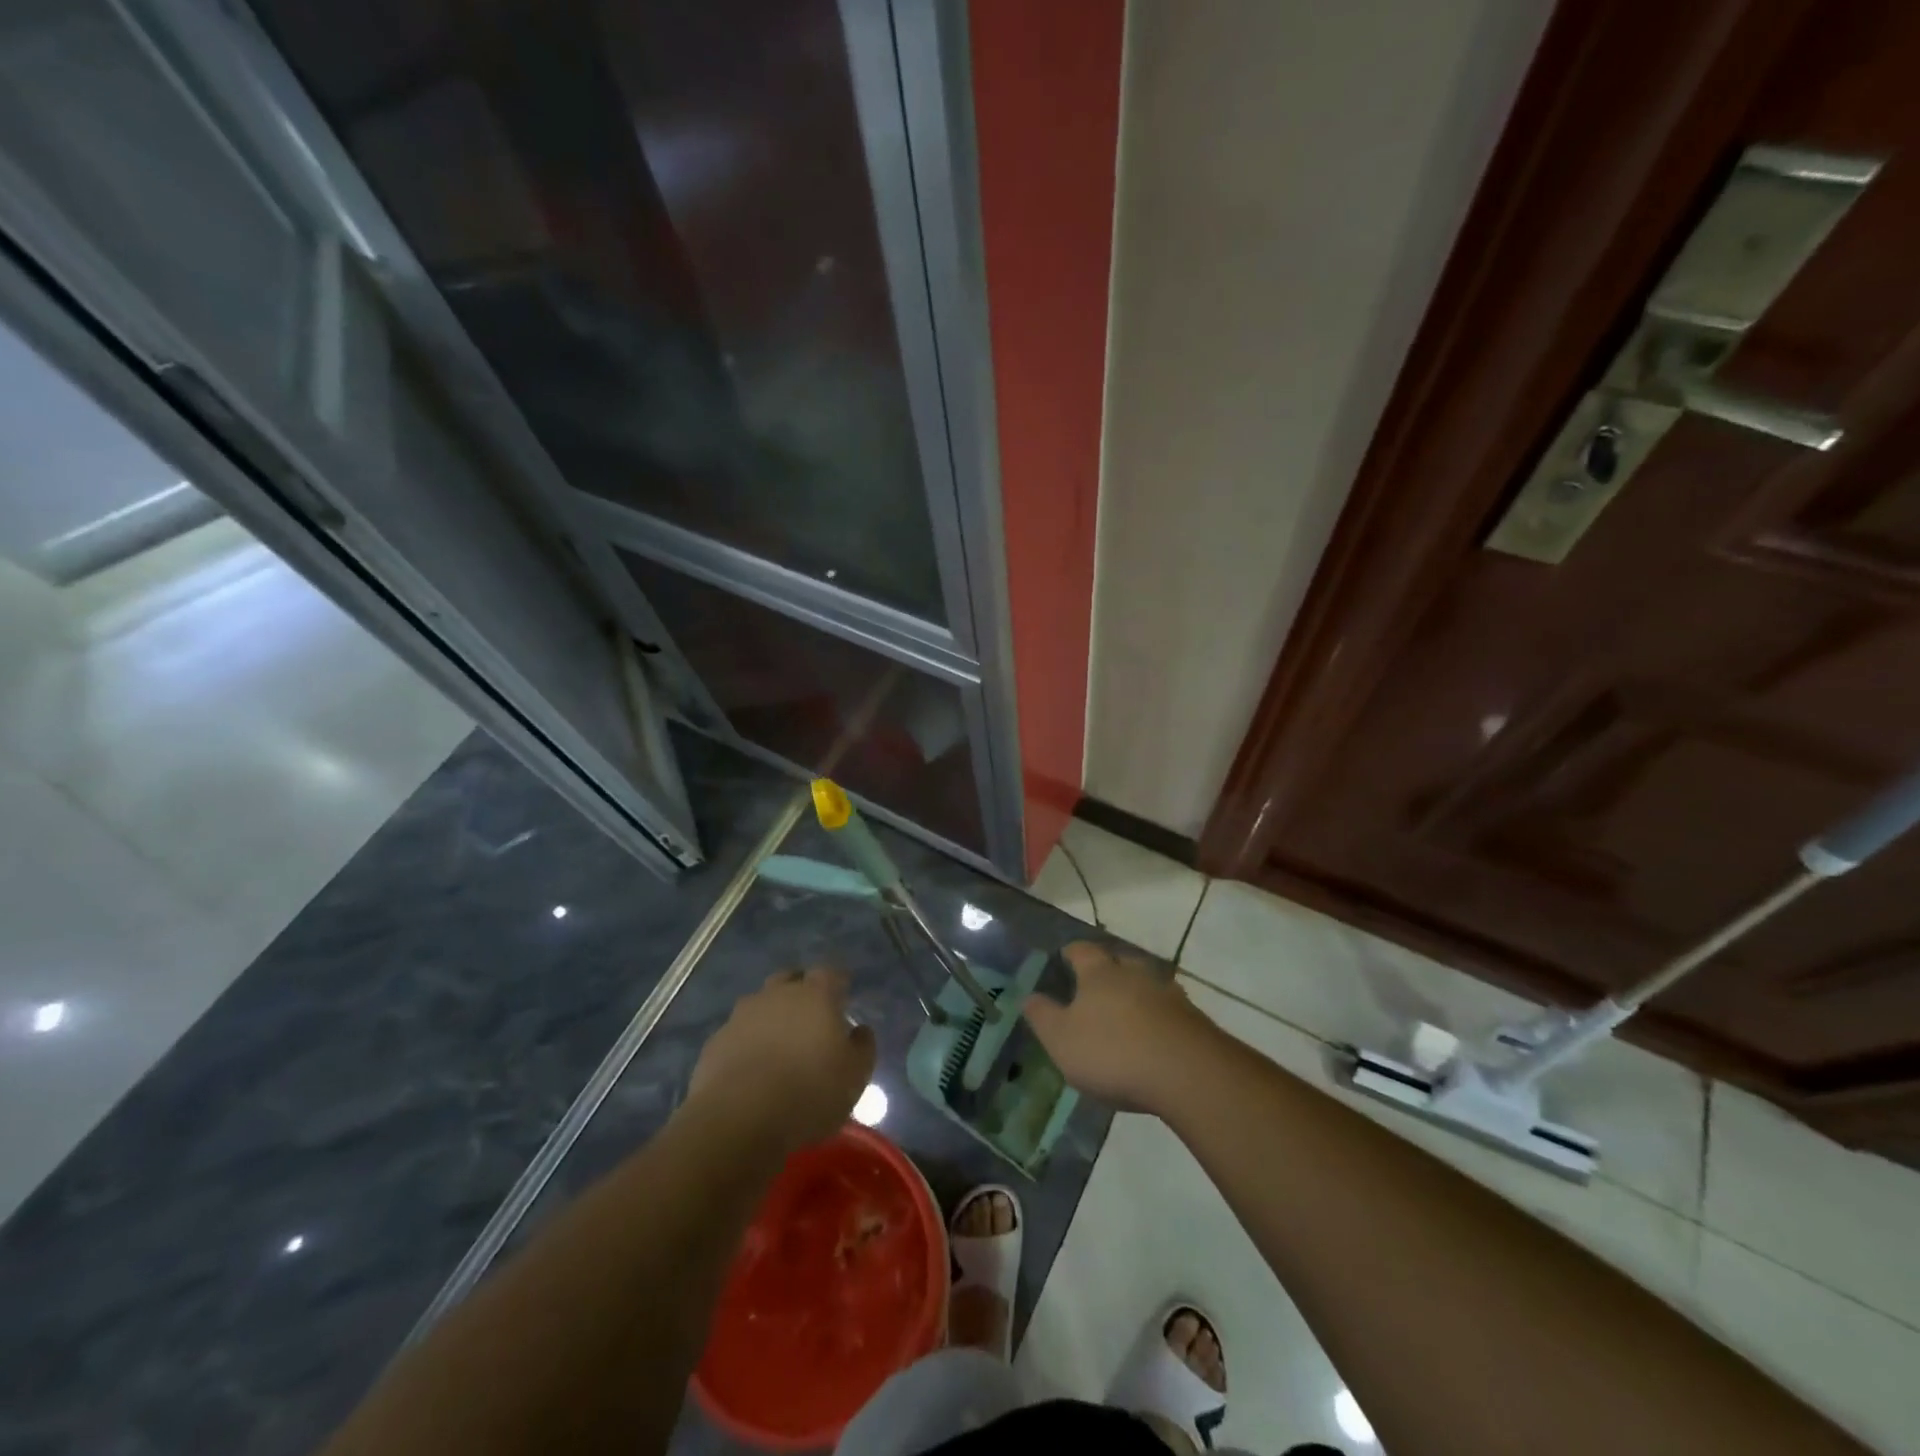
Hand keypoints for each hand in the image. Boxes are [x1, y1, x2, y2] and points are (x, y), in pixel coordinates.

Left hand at [687, 969, 876, 1153]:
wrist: (739, 1118)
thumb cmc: (809, 1092)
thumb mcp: (855, 1075)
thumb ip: (863, 1046)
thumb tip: (860, 1030)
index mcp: (816, 995)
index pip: (830, 973)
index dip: (838, 982)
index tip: (843, 994)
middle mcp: (778, 995)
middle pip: (790, 979)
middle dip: (800, 990)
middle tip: (810, 1014)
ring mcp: (742, 1016)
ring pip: (760, 1004)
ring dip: (771, 1016)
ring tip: (779, 1043)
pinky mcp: (716, 1042)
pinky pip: (737, 1033)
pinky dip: (747, 1042)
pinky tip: (751, 1068)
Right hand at [1022, 941, 1219, 1111]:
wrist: (1188, 1073)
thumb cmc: (1113, 1052)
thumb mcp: (1062, 1039)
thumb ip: (1043, 1016)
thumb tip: (1029, 996)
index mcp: (1099, 973)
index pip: (1082, 950)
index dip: (1071, 953)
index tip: (1065, 957)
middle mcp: (1135, 973)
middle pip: (1120, 960)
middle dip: (1108, 969)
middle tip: (1096, 985)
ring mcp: (1168, 993)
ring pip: (1147, 983)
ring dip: (1137, 992)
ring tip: (1127, 1010)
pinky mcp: (1193, 1018)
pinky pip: (1169, 1009)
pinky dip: (1159, 1017)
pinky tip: (1154, 1035)